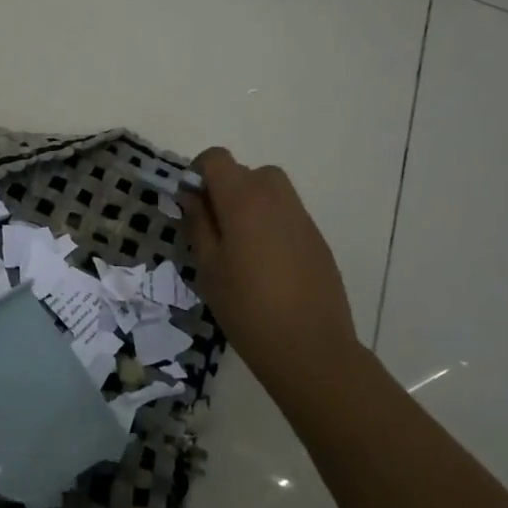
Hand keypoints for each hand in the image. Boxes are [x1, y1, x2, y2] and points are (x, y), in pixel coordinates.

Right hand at [186, 148, 361, 407]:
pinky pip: (287, 215)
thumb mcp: (208, 267)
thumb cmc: (246, 307)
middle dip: (225, 189)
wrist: (310, 348)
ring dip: (250, 204)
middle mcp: (276, 197)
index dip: (198, 172)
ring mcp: (301, 217)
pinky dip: (271, 224)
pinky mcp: (317, 239)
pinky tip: (266, 265)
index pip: (216, 158)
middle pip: (246, 171)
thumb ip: (198, 223)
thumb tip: (191, 195)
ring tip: (239, 246)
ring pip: (270, 191)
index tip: (190, 203)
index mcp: (243, 199)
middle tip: (214, 228)